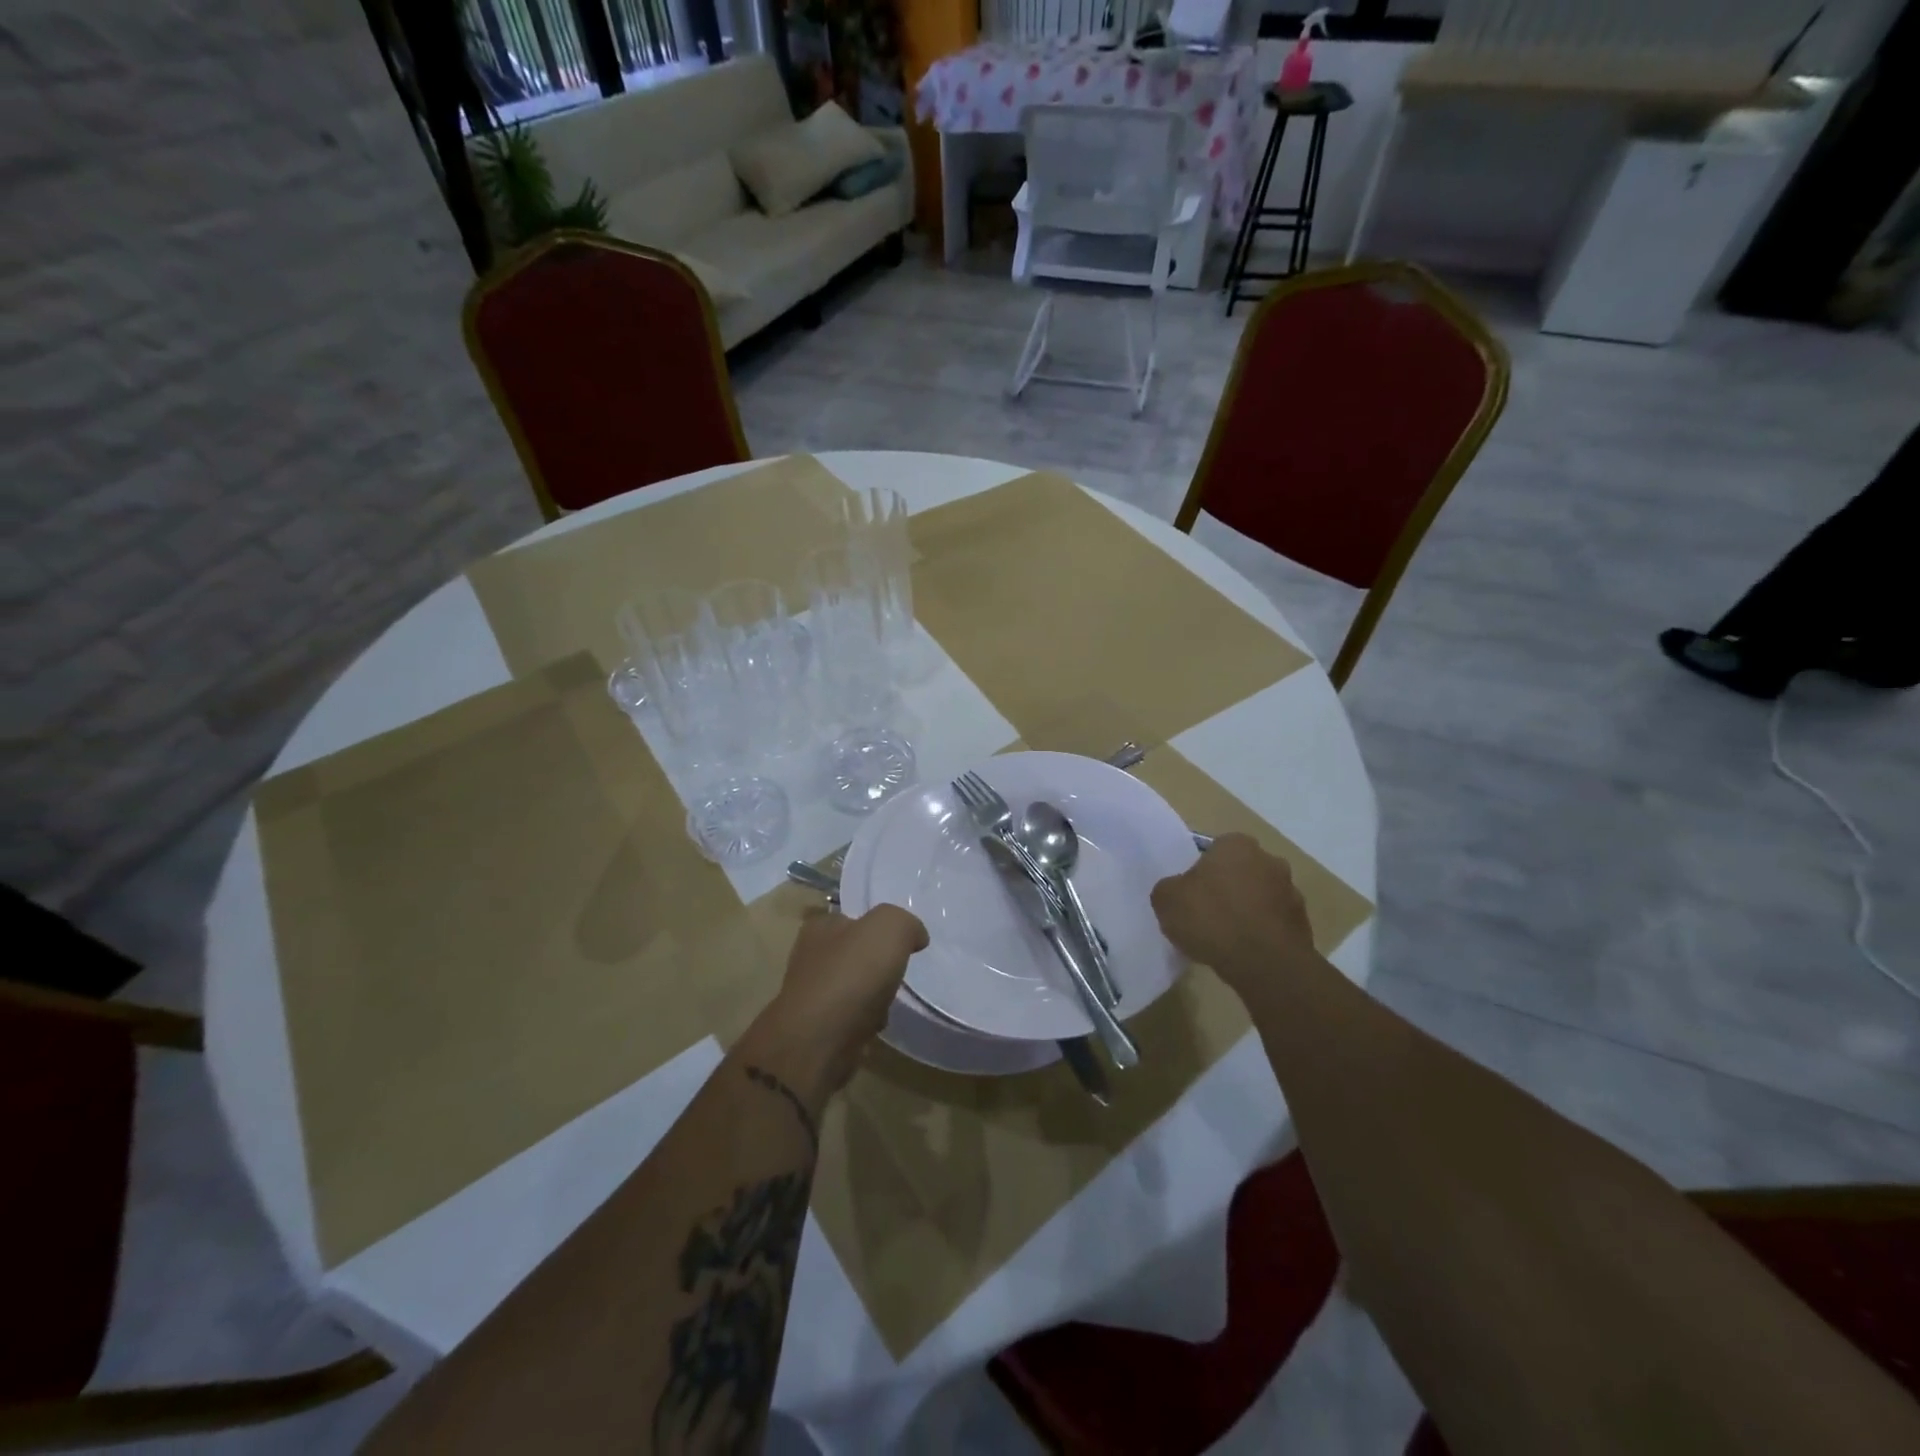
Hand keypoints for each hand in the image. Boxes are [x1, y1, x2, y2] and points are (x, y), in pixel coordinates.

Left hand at [746, 905, 928, 1100]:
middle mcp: (810, 957)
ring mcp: (810, 995)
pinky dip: (864, 1023)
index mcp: (820, 927)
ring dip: (874, 997)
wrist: (818, 1043)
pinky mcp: (815, 1030)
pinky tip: (874, 1027)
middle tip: (897, 973)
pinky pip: (850, 1019)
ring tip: (888, 1003)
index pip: (850, 918)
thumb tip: (915, 936)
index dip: (875, 928)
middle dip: (877, 966)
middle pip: (854, 955)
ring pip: (854, 988)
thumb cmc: (851, 975)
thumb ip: (905, 923)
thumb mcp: (889, 927)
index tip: (898, 943)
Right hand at [1150, 834, 1317, 995]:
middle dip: (1227, 888)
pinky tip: (1244, 952)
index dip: (1200, 870)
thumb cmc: (1212, 919)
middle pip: (1240, 871)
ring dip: (1246, 910)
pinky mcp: (1303, 923)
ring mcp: (1291, 891)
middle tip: (1206, 913)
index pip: (1214, 849)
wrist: (1265, 963)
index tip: (1191, 893)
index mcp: (1236, 844)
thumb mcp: (1166, 900)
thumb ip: (1169, 888)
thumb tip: (1177, 891)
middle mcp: (1269, 859)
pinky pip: (1273, 923)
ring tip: (1225, 938)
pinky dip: (1261, 933)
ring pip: (1259, 897)